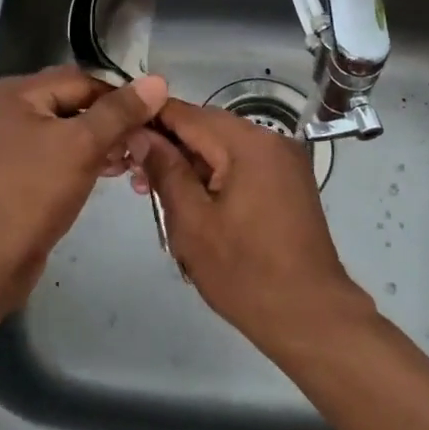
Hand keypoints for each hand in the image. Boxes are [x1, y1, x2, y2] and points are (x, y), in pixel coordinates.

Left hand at [0, 65, 167, 300]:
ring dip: (100, 142)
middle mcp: (5, 110)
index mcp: (12, 92)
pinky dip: (82, 159)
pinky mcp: (13, 173)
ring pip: (66, 131)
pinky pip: (55, 154)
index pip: (80, 80)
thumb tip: (157, 80)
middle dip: (111, 121)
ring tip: (131, 161)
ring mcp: (6, 143)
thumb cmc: (32, 193)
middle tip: (143, 142)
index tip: (154, 116)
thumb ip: (120, 111)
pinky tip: (108, 173)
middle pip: (72, 103)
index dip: (119, 96)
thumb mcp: (82, 145)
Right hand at [127, 100, 373, 351]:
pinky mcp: (288, 182)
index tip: (119, 135)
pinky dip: (215, 175)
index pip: (188, 114)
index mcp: (249, 143)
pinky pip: (242, 164)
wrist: (309, 316)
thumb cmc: (244, 272)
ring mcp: (285, 161)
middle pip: (207, 127)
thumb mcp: (192, 222)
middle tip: (133, 175)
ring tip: (156, 193)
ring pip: (224, 147)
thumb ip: (165, 170)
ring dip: (190, 163)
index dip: (150, 120)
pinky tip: (191, 200)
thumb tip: (140, 134)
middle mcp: (272, 140)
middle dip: (169, 145)